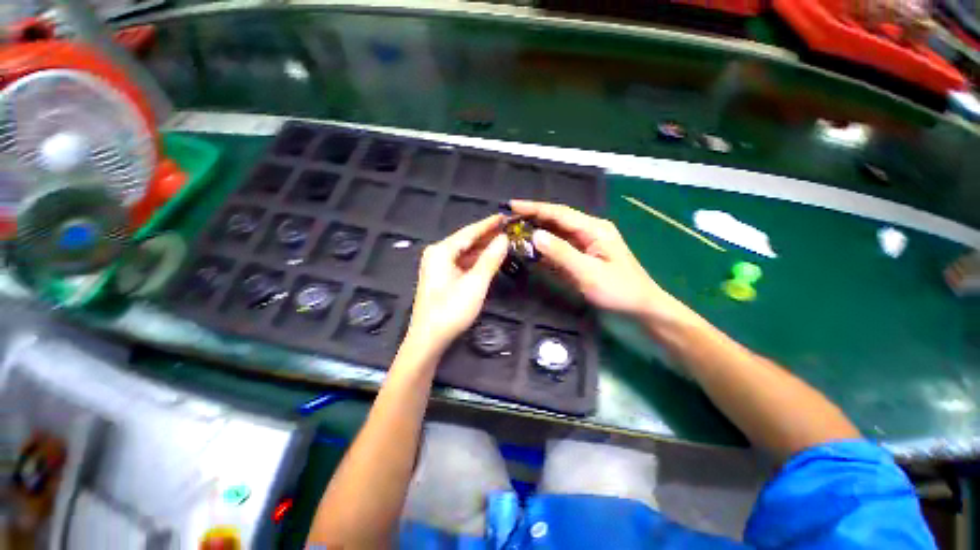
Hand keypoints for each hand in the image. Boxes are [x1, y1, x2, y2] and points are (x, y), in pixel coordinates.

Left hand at [406, 216, 508, 352]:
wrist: (429, 339)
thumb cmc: (451, 311)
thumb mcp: (475, 284)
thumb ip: (490, 259)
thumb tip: (504, 238)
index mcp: (441, 251)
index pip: (469, 232)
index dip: (488, 224)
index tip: (505, 216)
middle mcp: (437, 254)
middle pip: (466, 241)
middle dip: (487, 236)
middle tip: (509, 229)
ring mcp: (438, 266)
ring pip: (465, 253)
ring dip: (483, 249)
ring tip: (504, 242)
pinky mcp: (442, 277)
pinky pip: (462, 263)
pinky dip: (476, 261)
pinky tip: (489, 259)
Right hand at [510, 200, 691, 325]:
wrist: (640, 309)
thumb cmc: (618, 291)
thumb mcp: (588, 273)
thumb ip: (561, 253)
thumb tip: (535, 235)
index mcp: (593, 228)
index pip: (559, 213)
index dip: (534, 208)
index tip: (512, 205)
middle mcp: (588, 231)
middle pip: (556, 220)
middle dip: (532, 218)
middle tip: (508, 220)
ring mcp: (585, 244)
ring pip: (556, 234)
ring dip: (536, 232)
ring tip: (513, 232)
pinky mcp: (581, 257)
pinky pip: (559, 248)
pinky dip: (543, 248)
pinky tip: (530, 249)